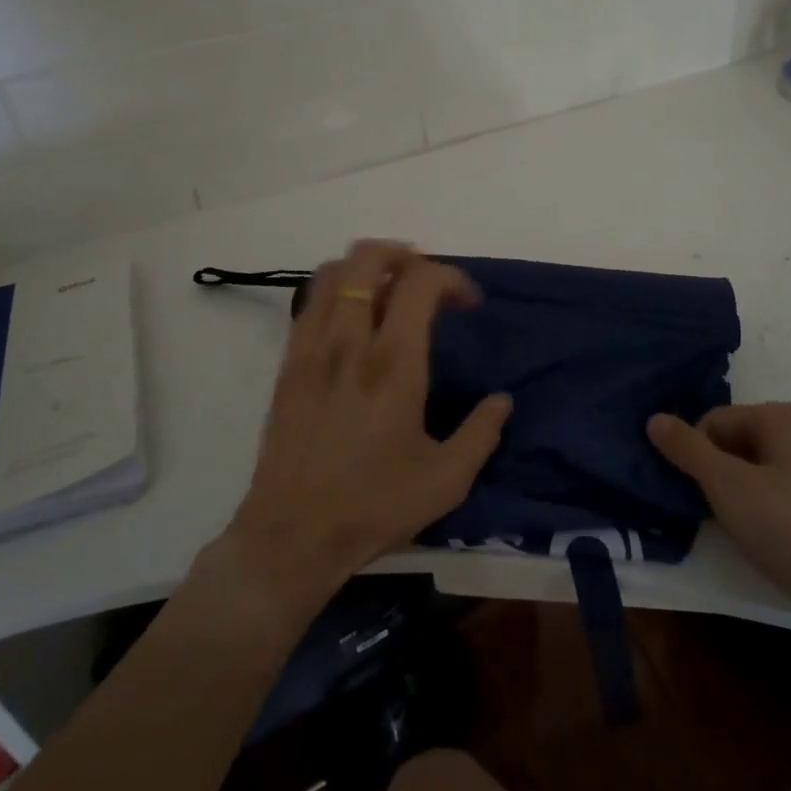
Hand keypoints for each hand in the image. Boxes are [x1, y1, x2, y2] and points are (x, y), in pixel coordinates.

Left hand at [225, 240, 511, 608]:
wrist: (291, 536)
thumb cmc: (374, 506)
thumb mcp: (447, 479)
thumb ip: (482, 433)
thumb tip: (502, 400)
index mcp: (393, 363)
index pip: (420, 282)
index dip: (451, 277)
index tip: (469, 303)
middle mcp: (349, 342)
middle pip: (367, 259)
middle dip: (403, 254)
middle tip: (427, 280)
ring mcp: (312, 349)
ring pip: (332, 273)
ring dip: (367, 268)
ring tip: (391, 290)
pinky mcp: (288, 365)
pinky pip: (311, 303)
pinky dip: (337, 291)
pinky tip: (354, 320)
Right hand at [647, 404, 790, 636]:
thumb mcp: (730, 489)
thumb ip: (689, 451)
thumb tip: (655, 418)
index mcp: (787, 417)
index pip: (716, 421)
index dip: (697, 456)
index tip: (694, 497)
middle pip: (742, 444)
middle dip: (721, 476)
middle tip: (716, 517)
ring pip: (768, 472)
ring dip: (746, 498)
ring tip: (745, 535)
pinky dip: (776, 514)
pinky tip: (778, 547)